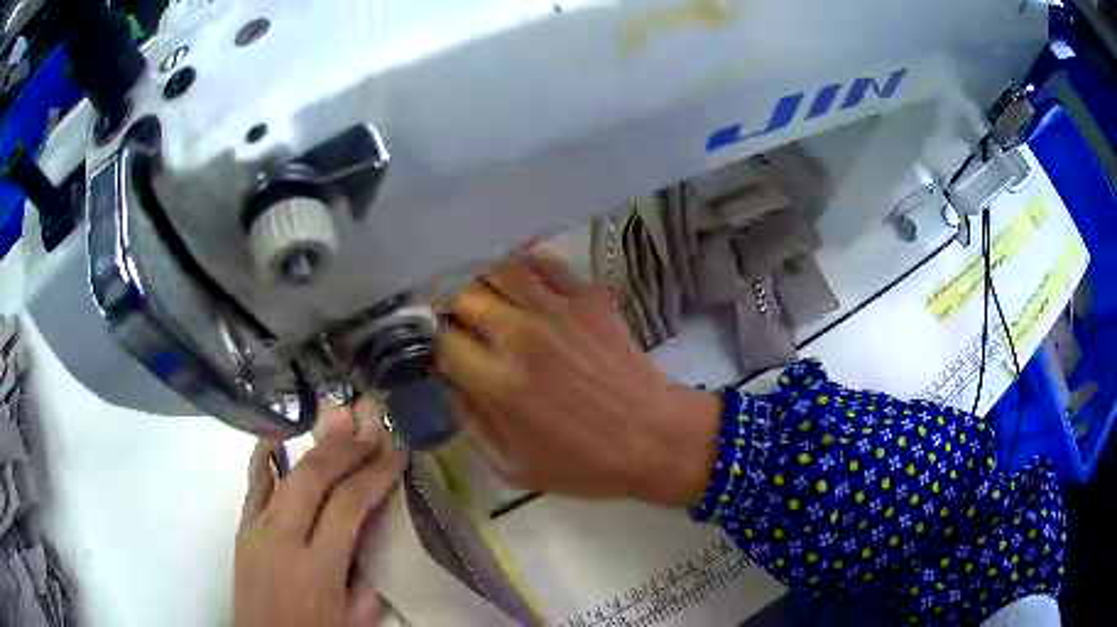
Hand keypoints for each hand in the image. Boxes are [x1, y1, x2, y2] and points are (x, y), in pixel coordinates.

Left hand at [233, 405, 403, 626]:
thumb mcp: (355, 616)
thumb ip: (369, 576)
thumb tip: (379, 532)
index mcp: (318, 567)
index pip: (347, 505)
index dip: (373, 474)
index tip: (395, 454)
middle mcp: (283, 538)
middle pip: (314, 477)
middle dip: (346, 449)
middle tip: (372, 430)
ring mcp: (257, 526)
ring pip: (286, 472)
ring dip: (317, 447)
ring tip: (341, 425)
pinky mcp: (243, 525)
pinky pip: (255, 481)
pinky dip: (266, 453)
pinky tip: (279, 432)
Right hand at [436, 253, 720, 506]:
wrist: (654, 438)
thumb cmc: (585, 463)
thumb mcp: (514, 467)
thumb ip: (470, 423)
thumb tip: (445, 384)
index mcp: (498, 383)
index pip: (440, 339)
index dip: (428, 341)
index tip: (433, 347)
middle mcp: (520, 335)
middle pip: (460, 294)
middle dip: (446, 306)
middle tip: (449, 318)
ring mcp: (557, 309)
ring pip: (497, 269)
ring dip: (479, 279)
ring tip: (479, 294)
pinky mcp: (588, 297)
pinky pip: (543, 263)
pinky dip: (522, 267)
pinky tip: (518, 282)